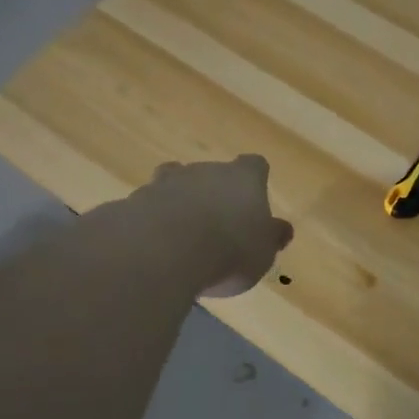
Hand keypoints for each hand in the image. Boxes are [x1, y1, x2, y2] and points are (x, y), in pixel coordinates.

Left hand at [138, 155, 294, 297]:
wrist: (165, 250)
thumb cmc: (229, 249)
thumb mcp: (262, 252)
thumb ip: (271, 238)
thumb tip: (283, 229)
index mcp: (243, 178)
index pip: (254, 166)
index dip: (255, 179)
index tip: (254, 198)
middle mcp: (205, 171)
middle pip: (211, 173)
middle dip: (212, 193)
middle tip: (216, 226)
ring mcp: (167, 183)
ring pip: (175, 184)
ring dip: (179, 204)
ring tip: (181, 236)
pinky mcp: (135, 201)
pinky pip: (149, 207)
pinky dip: (153, 222)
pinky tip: (154, 247)